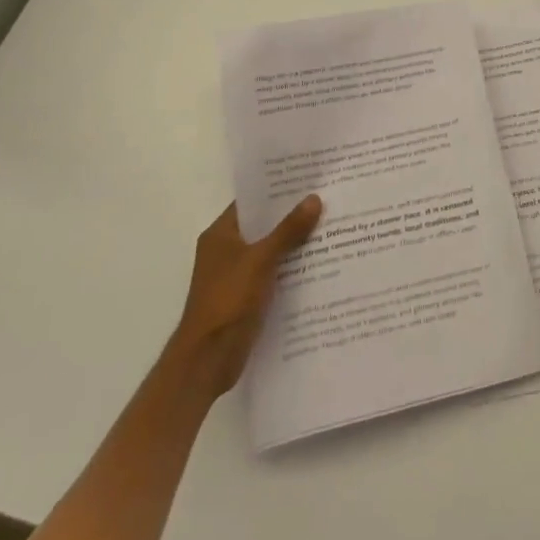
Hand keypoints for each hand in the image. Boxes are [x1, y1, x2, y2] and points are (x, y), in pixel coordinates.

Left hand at [172, 197, 321, 395]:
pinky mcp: (246, 298)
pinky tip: (320, 265)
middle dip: (292, 216)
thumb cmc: (228, 300)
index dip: (277, 190)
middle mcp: (226, 251)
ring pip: (270, 251)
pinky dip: (291, 269)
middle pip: (263, 226)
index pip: (251, 202)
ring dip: (295, 244)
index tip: (308, 180)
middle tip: (327, 200)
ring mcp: (236, 276)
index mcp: (221, 234)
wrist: (207, 359)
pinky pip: (273, 274)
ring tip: (331, 228)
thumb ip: (288, 230)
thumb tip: (314, 198)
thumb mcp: (260, 260)